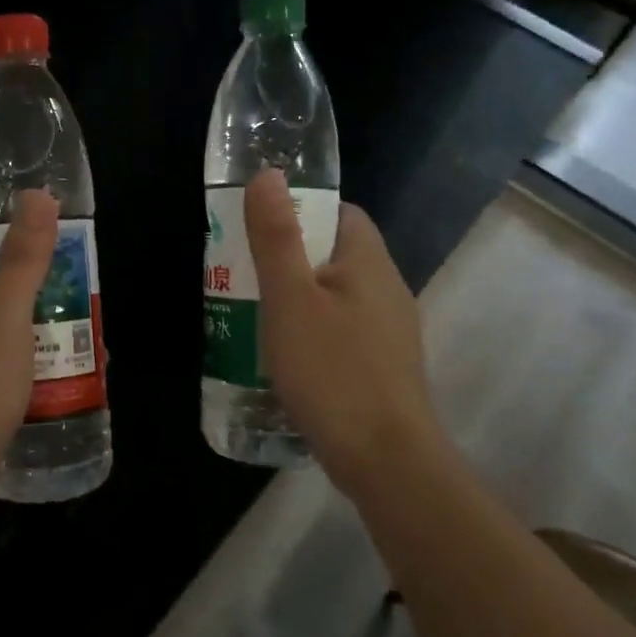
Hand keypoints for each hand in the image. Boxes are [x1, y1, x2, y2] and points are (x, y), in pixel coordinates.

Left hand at [0, 190, 58, 567]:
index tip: (49, 240)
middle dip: (30, 282)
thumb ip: (23, 255)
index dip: (3, 232)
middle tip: (76, 288)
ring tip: (78, 332)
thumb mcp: (6, 315)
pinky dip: (20, 358)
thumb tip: (37, 194)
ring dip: (31, 323)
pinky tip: (54, 372)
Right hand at [244, 169, 445, 492]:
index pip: (340, 213)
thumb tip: (268, 174)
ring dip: (299, 298)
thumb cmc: (332, 370)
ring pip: (337, 295)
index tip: (261, 228)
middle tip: (245, 273)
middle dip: (290, 257)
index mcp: (368, 262)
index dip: (301, 210)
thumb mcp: (290, 299)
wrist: (387, 461)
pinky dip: (314, 332)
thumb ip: (276, 236)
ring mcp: (390, 331)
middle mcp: (387, 288)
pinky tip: (287, 357)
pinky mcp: (384, 367)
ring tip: (256, 314)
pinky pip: (343, 331)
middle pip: (335, 254)